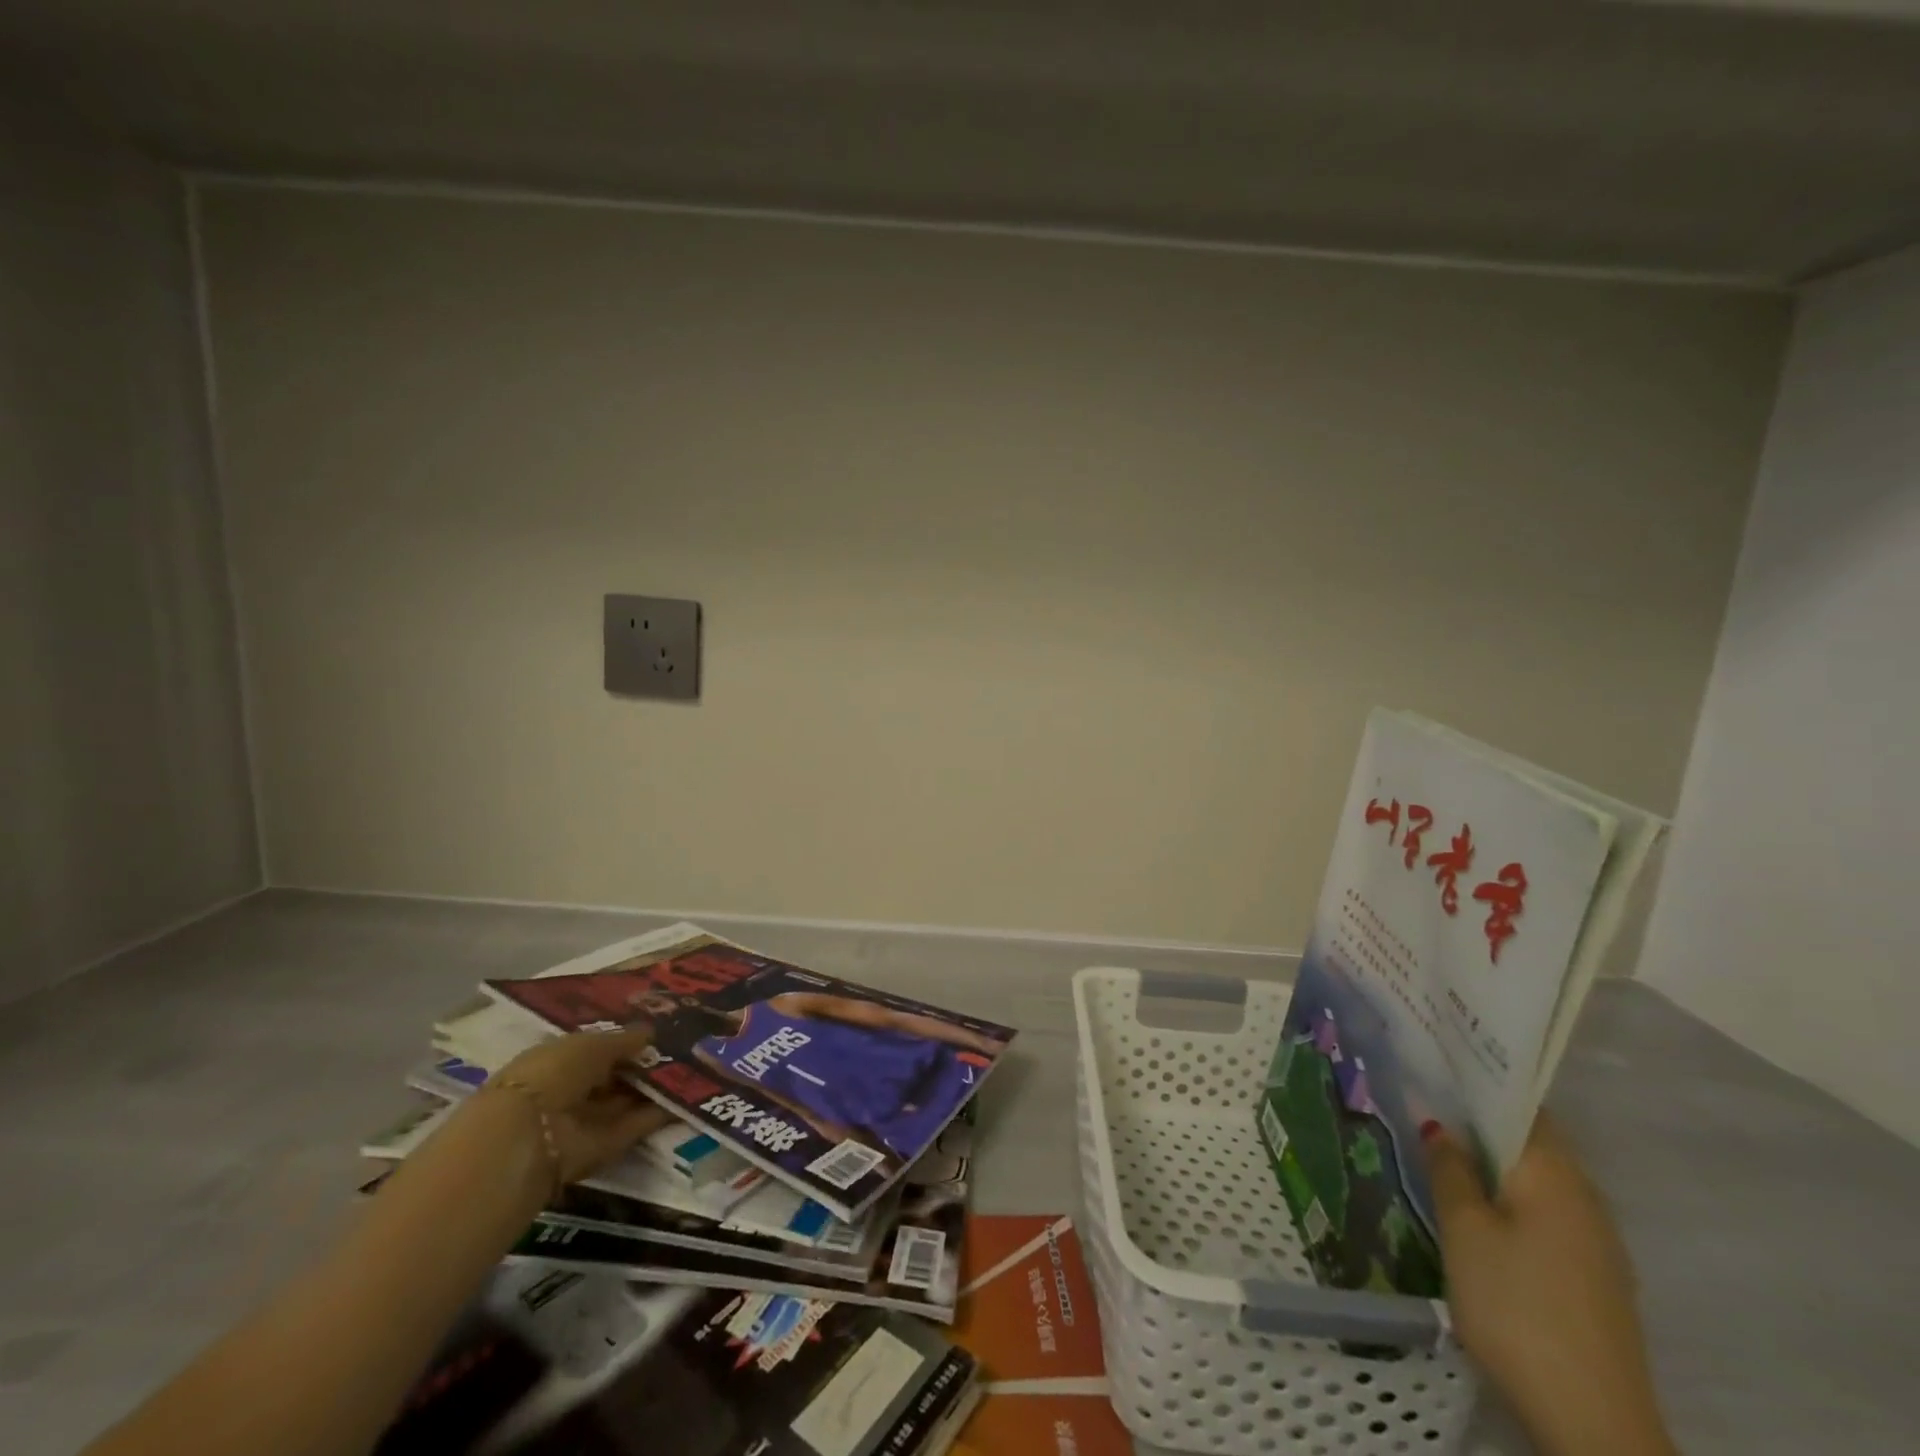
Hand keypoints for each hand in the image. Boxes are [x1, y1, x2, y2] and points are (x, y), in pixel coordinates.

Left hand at [485, 1030, 671, 1184]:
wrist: (528, 1137)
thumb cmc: (553, 1073)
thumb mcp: (591, 1045)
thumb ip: (623, 1040)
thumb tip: (650, 1033)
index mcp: (556, 1061)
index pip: (595, 1051)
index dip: (624, 1044)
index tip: (657, 1036)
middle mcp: (567, 1091)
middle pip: (611, 1078)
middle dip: (641, 1067)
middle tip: (682, 1052)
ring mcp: (582, 1122)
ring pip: (623, 1102)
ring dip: (652, 1091)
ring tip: (690, 1073)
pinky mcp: (599, 1149)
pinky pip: (631, 1127)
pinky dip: (654, 1116)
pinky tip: (682, 1100)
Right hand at [1425, 1113, 1676, 1455]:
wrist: (1595, 1423)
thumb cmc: (1516, 1306)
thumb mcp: (1464, 1230)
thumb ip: (1449, 1169)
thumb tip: (1438, 1123)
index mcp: (1556, 1174)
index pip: (1520, 1103)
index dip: (1478, 1082)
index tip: (1436, 1066)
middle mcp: (1586, 1197)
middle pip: (1531, 1141)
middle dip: (1481, 1123)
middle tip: (1426, 1107)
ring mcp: (1598, 1242)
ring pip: (1538, 1181)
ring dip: (1495, 1164)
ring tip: (1443, 1156)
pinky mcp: (1597, 1280)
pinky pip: (1548, 1215)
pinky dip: (1513, 1200)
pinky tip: (1480, 1216)